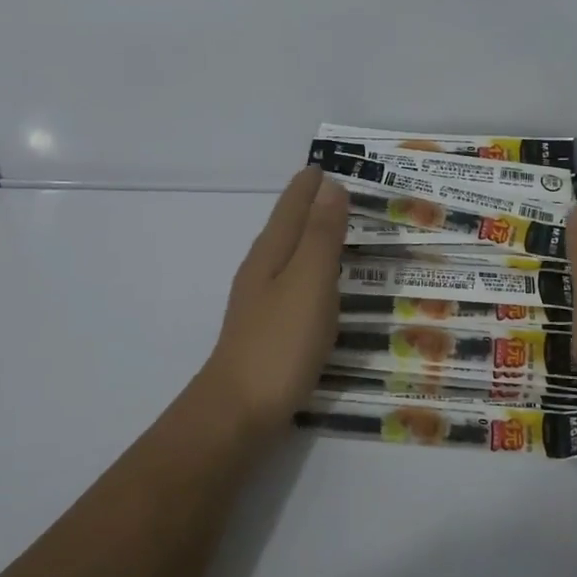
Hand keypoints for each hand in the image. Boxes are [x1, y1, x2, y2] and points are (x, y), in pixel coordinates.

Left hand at [198, 168, 348, 432]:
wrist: (238, 412)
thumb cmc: (280, 343)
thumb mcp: (309, 282)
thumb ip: (321, 236)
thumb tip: (330, 187)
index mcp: (271, 254)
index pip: (292, 207)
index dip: (309, 186)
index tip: (326, 164)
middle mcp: (262, 271)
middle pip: (286, 227)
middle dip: (309, 205)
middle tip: (339, 190)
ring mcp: (261, 302)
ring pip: (289, 255)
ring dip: (310, 237)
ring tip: (335, 227)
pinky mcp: (269, 330)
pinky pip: (294, 283)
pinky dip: (311, 270)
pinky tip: (320, 285)